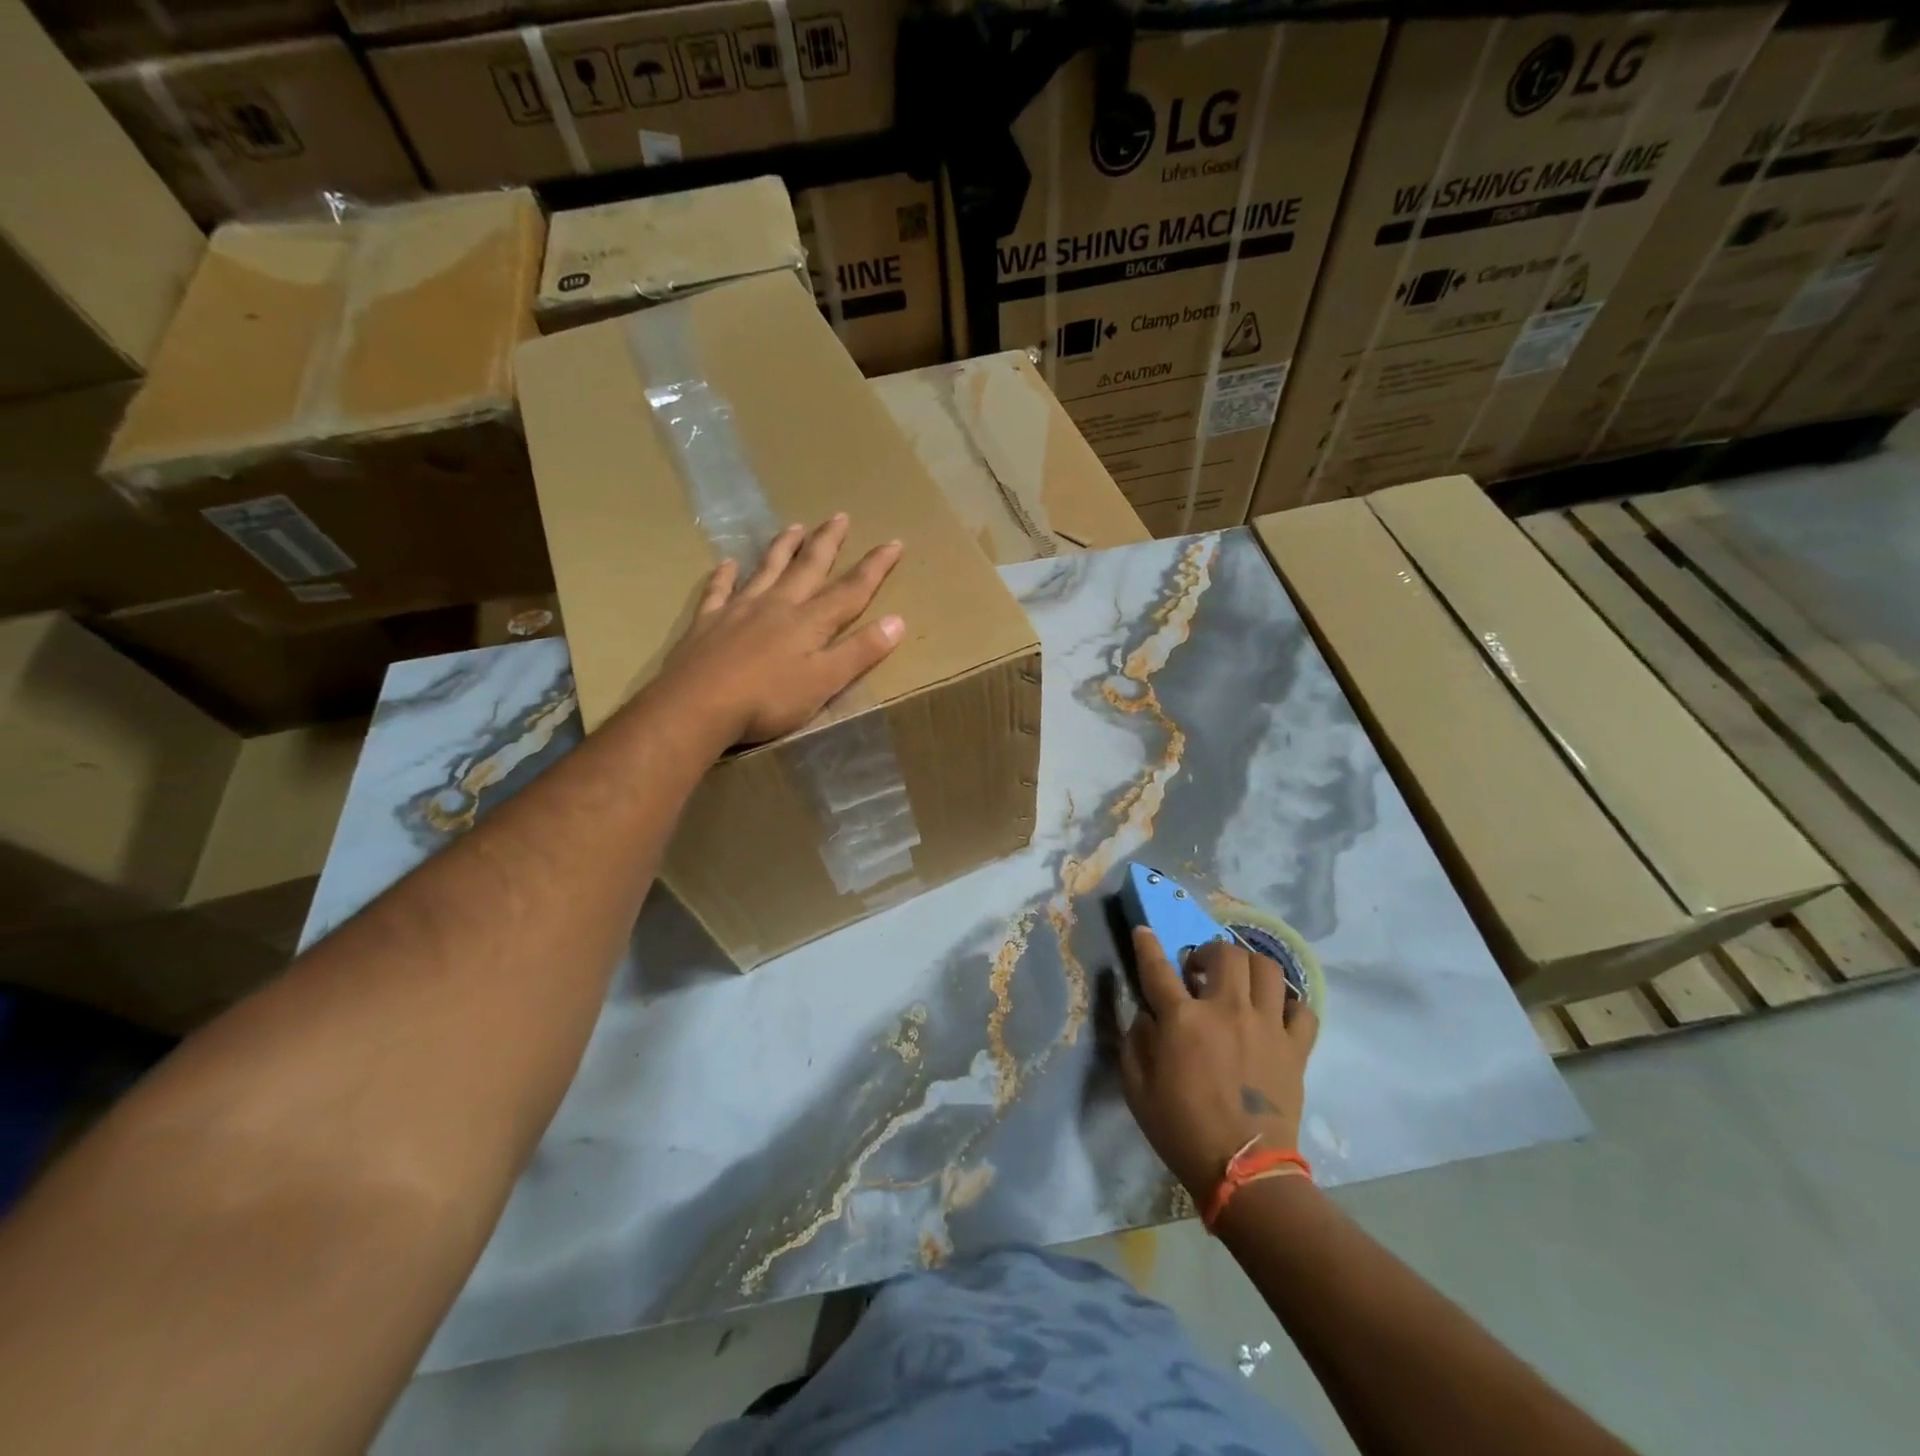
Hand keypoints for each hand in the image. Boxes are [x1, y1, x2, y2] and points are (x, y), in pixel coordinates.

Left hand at [657, 514, 905, 744]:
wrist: (697, 705)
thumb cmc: (768, 700)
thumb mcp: (824, 682)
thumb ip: (860, 652)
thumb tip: (898, 621)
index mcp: (810, 622)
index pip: (851, 590)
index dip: (875, 567)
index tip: (894, 542)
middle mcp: (778, 606)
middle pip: (808, 568)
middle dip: (827, 542)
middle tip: (840, 516)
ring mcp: (739, 610)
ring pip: (767, 570)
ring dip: (783, 548)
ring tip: (795, 527)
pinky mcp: (708, 622)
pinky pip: (719, 590)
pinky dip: (724, 575)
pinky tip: (727, 564)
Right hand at [1120, 928, 1318, 1201]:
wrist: (1244, 1172)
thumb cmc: (1181, 1130)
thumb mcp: (1137, 1088)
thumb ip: (1135, 1042)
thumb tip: (1146, 1015)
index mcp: (1182, 1019)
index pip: (1157, 967)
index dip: (1146, 944)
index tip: (1144, 931)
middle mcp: (1226, 1010)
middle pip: (1225, 953)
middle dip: (1209, 952)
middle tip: (1200, 973)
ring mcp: (1266, 1026)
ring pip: (1266, 968)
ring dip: (1248, 967)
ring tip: (1238, 984)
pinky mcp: (1295, 1047)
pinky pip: (1302, 1009)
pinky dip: (1288, 1004)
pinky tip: (1274, 1013)